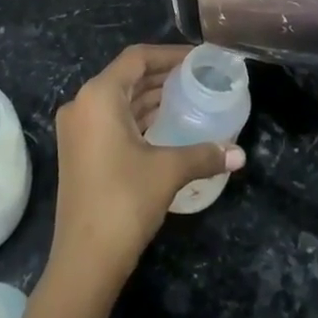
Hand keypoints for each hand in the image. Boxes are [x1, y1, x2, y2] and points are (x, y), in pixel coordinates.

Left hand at [49, 45, 245, 289]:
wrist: (83, 263)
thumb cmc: (124, 202)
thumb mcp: (168, 171)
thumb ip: (204, 154)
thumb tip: (240, 154)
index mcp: (99, 96)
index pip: (137, 58)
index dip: (169, 54)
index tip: (198, 58)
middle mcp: (82, 104)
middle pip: (127, 76)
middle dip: (162, 75)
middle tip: (197, 77)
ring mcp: (77, 129)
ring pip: (118, 99)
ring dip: (150, 96)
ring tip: (187, 96)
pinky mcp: (78, 151)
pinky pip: (111, 119)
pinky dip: (137, 116)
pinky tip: (165, 124)